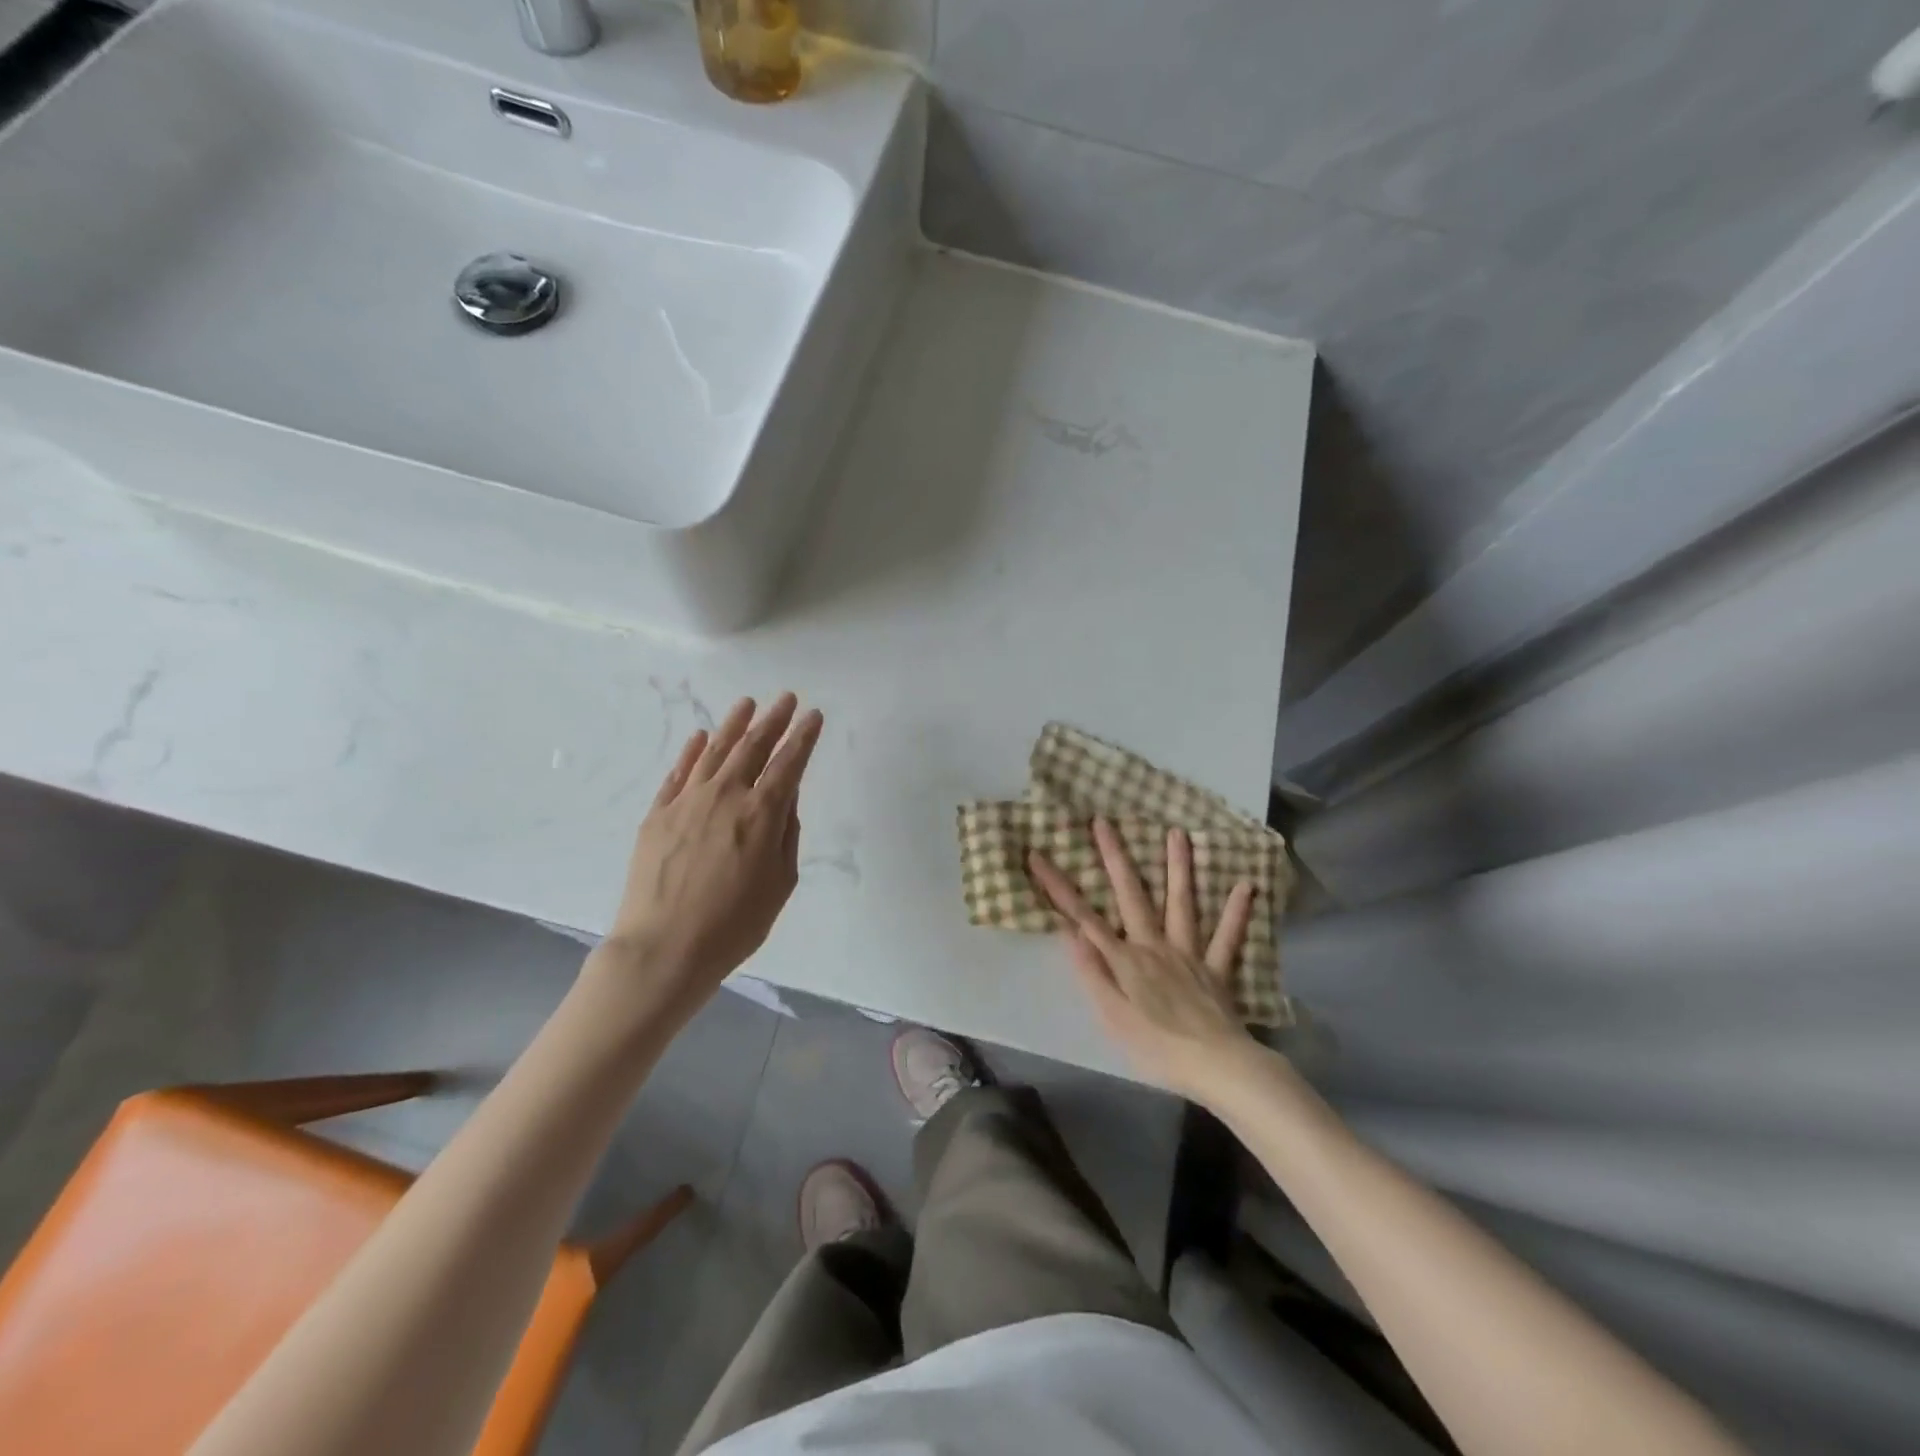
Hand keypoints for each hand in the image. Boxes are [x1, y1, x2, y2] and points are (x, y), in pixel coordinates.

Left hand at [604, 693, 823, 1018]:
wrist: (663, 948)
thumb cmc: (734, 924)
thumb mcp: (780, 883)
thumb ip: (786, 834)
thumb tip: (786, 798)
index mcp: (762, 813)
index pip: (789, 763)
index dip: (804, 737)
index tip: (814, 715)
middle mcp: (725, 795)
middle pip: (753, 747)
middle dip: (774, 720)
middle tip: (787, 699)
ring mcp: (687, 801)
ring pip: (714, 750)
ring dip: (734, 724)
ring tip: (747, 703)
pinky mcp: (658, 814)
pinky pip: (678, 772)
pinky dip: (692, 751)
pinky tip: (702, 736)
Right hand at [1029, 818, 1260, 1103]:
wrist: (1217, 1066)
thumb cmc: (1157, 1047)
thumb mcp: (1112, 1017)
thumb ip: (1092, 972)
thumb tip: (1070, 930)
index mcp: (1126, 958)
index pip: (1083, 916)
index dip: (1058, 886)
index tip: (1037, 855)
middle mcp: (1155, 945)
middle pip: (1132, 894)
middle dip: (1115, 857)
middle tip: (1103, 821)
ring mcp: (1189, 953)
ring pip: (1182, 903)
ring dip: (1178, 867)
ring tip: (1177, 833)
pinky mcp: (1217, 968)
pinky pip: (1228, 937)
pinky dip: (1236, 912)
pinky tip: (1244, 886)